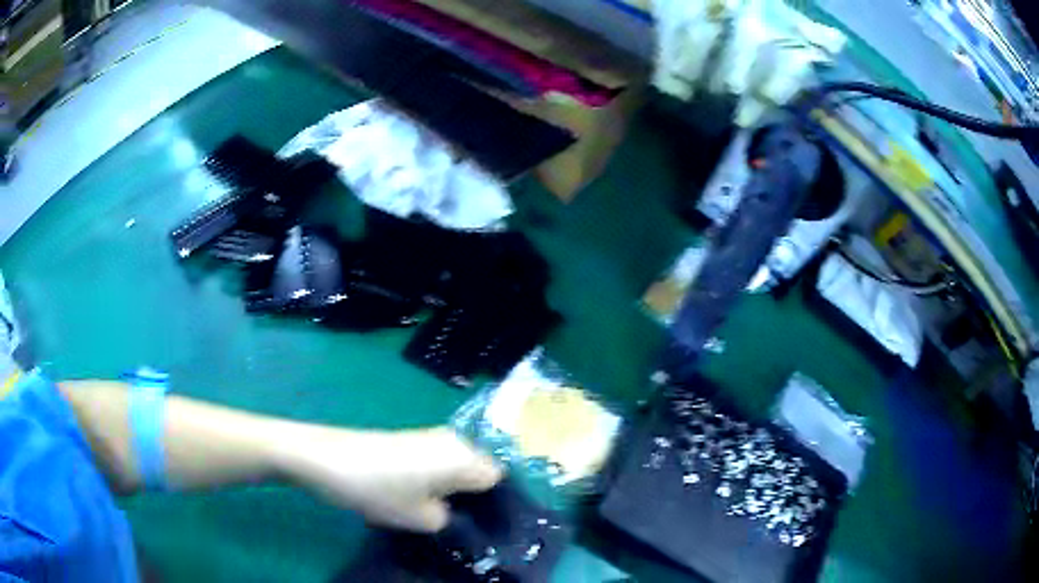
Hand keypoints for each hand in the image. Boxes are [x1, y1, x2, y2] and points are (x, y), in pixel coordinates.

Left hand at [276, 426, 502, 532]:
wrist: (326, 459)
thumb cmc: (379, 490)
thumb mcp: (421, 519)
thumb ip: (450, 520)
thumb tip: (453, 514)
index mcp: (465, 457)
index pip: (499, 480)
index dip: (494, 504)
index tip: (482, 525)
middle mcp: (454, 440)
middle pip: (479, 470)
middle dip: (472, 496)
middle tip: (457, 522)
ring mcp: (430, 436)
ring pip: (456, 466)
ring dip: (451, 488)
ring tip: (433, 511)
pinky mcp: (409, 437)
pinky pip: (437, 461)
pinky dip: (434, 478)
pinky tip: (414, 495)